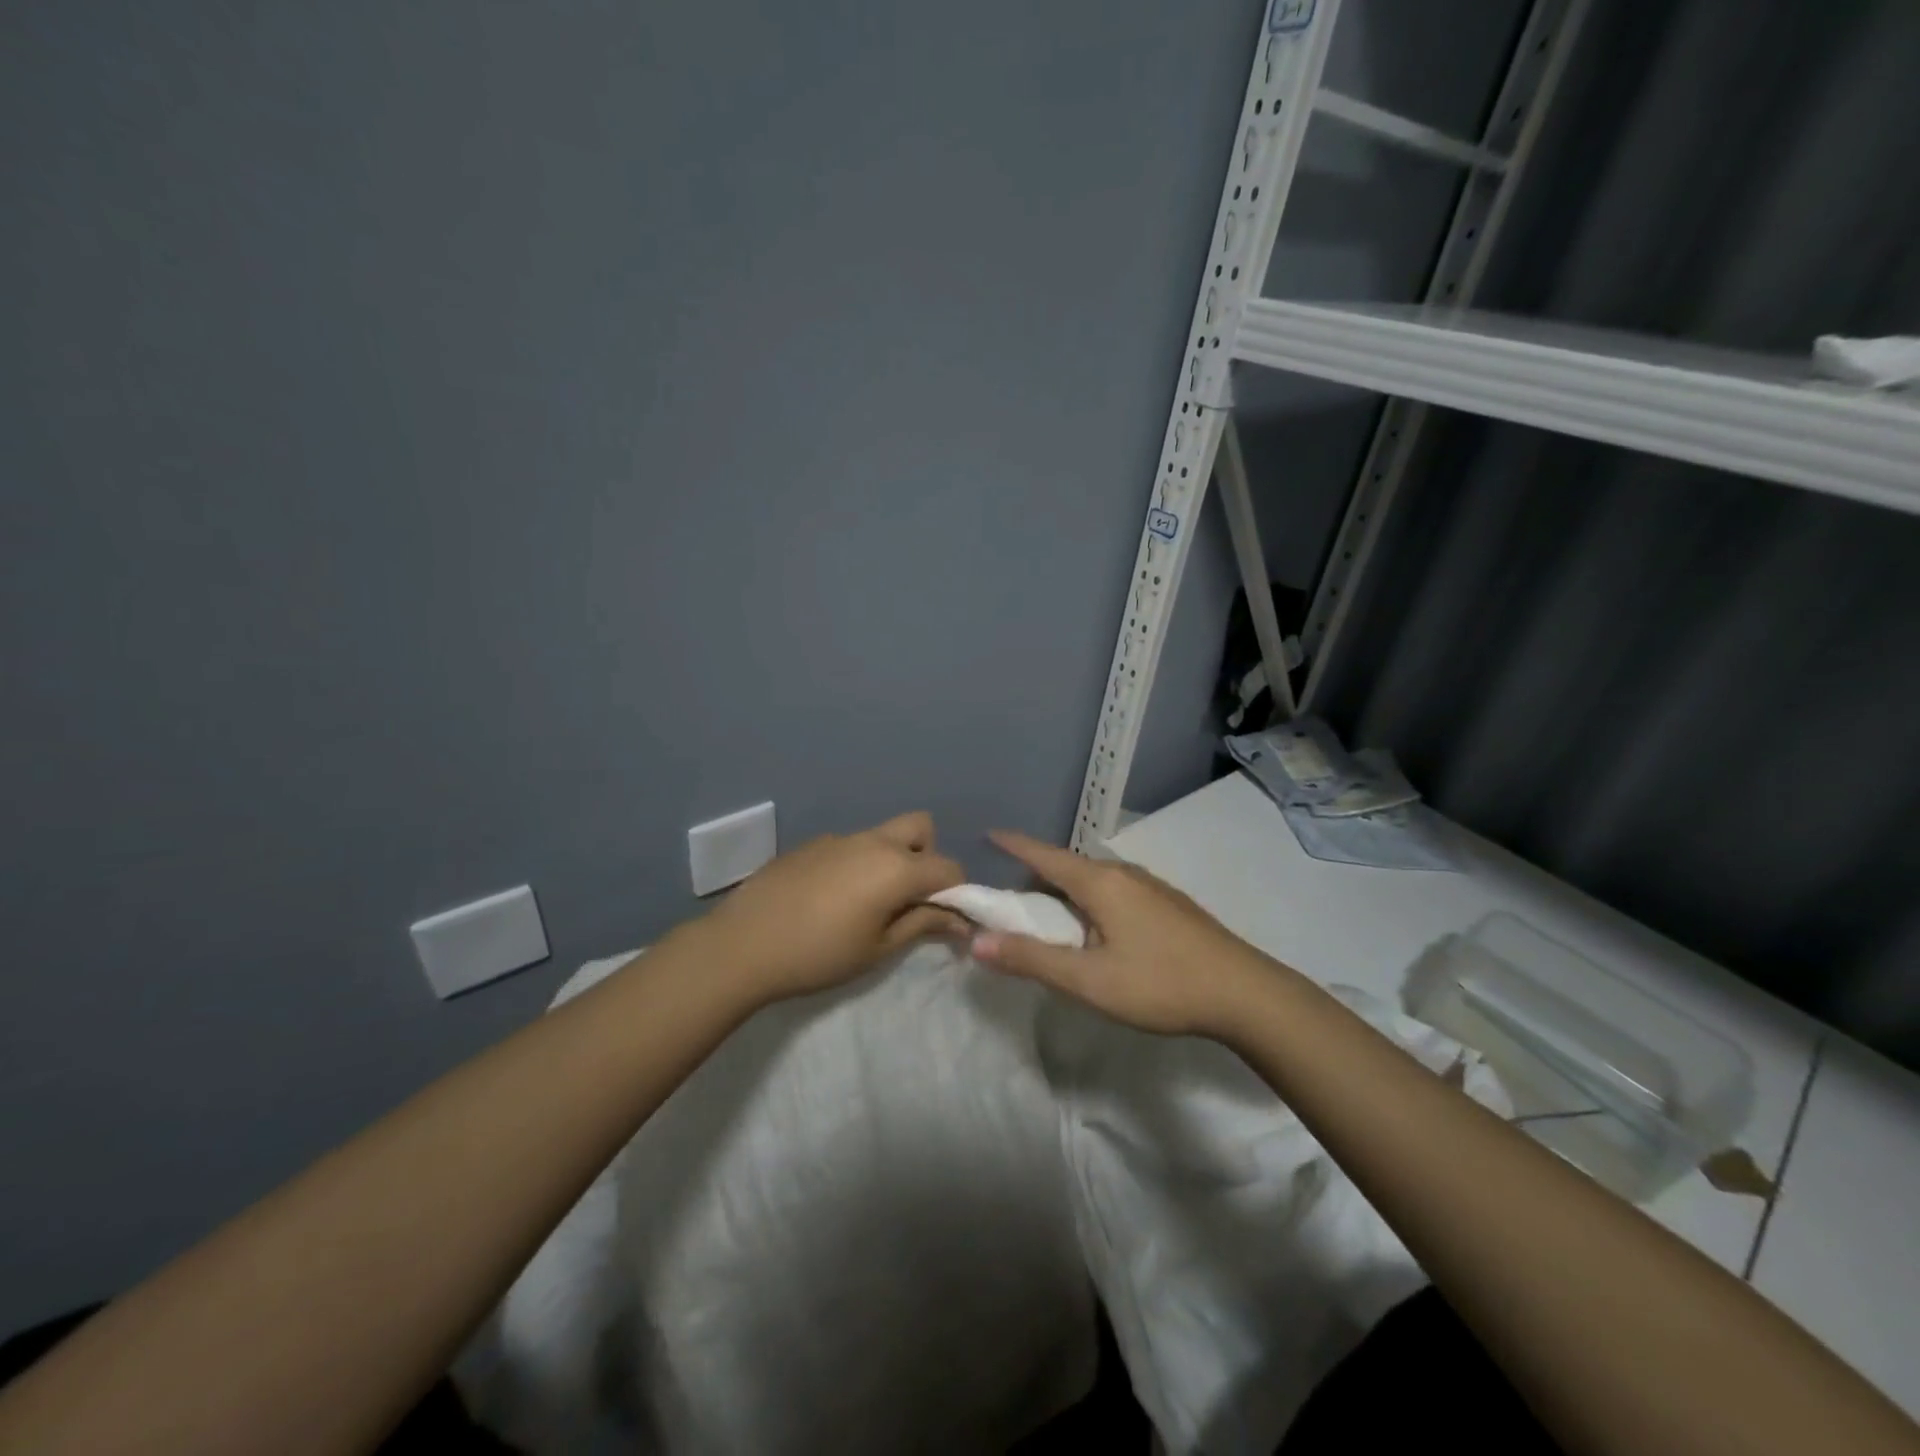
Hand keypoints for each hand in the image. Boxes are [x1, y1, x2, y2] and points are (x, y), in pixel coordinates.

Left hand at [691, 811, 966, 1003]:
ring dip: (891, 860)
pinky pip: (850, 846)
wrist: (742, 945)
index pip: (949, 868)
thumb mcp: (877, 948)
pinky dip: (856, 864)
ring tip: (866, 903)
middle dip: (927, 857)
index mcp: (896, 867)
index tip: (946, 920)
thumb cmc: (819, 954)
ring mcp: (839, 838)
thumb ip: (922, 925)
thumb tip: (959, 920)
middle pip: (921, 828)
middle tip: (908, 897)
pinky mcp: (811, 844)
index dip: (957, 893)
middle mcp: (873, 841)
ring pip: (883, 836)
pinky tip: (828, 899)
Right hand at [970, 830, 1279, 1036]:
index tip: (987, 834)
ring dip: (1064, 893)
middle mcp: (1123, 874)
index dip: (1013, 844)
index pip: (1044, 854)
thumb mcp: (1089, 981)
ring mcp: (1150, 886)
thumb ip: (1032, 960)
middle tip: (1009, 900)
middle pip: (1067, 867)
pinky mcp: (1168, 904)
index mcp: (1100, 883)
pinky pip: (1114, 892)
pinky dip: (1089, 902)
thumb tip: (978, 941)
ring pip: (1093, 881)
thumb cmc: (1161, 983)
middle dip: (1035, 877)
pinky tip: (1096, 931)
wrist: (1245, 993)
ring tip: (1049, 919)